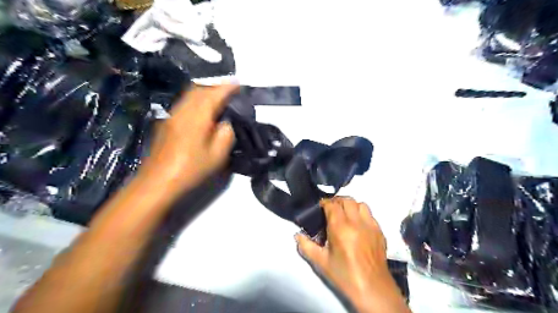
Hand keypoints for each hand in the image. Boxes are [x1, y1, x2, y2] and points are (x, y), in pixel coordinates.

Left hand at [138, 83, 236, 192]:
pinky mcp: (166, 123)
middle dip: (215, 86)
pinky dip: (196, 100)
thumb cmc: (191, 170)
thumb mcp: (217, 156)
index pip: (213, 95)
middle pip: (198, 89)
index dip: (227, 87)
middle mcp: (182, 111)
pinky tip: (202, 111)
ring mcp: (171, 116)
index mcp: (196, 118)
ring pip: (189, 95)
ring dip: (205, 92)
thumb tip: (226, 122)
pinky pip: (184, 104)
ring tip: (218, 99)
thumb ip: (226, 134)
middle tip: (229, 91)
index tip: (238, 84)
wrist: (157, 182)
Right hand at [297, 198, 407, 312]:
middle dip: (337, 201)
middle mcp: (357, 222)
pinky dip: (362, 214)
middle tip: (331, 209)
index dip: (325, 203)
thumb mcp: (321, 262)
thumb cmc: (344, 275)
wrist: (372, 289)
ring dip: (351, 206)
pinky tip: (358, 225)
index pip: (332, 205)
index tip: (320, 207)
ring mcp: (370, 226)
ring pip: (361, 204)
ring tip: (345, 215)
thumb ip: (306, 246)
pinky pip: (370, 215)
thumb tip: (297, 235)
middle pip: (347, 200)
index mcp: (341, 228)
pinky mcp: (380, 231)